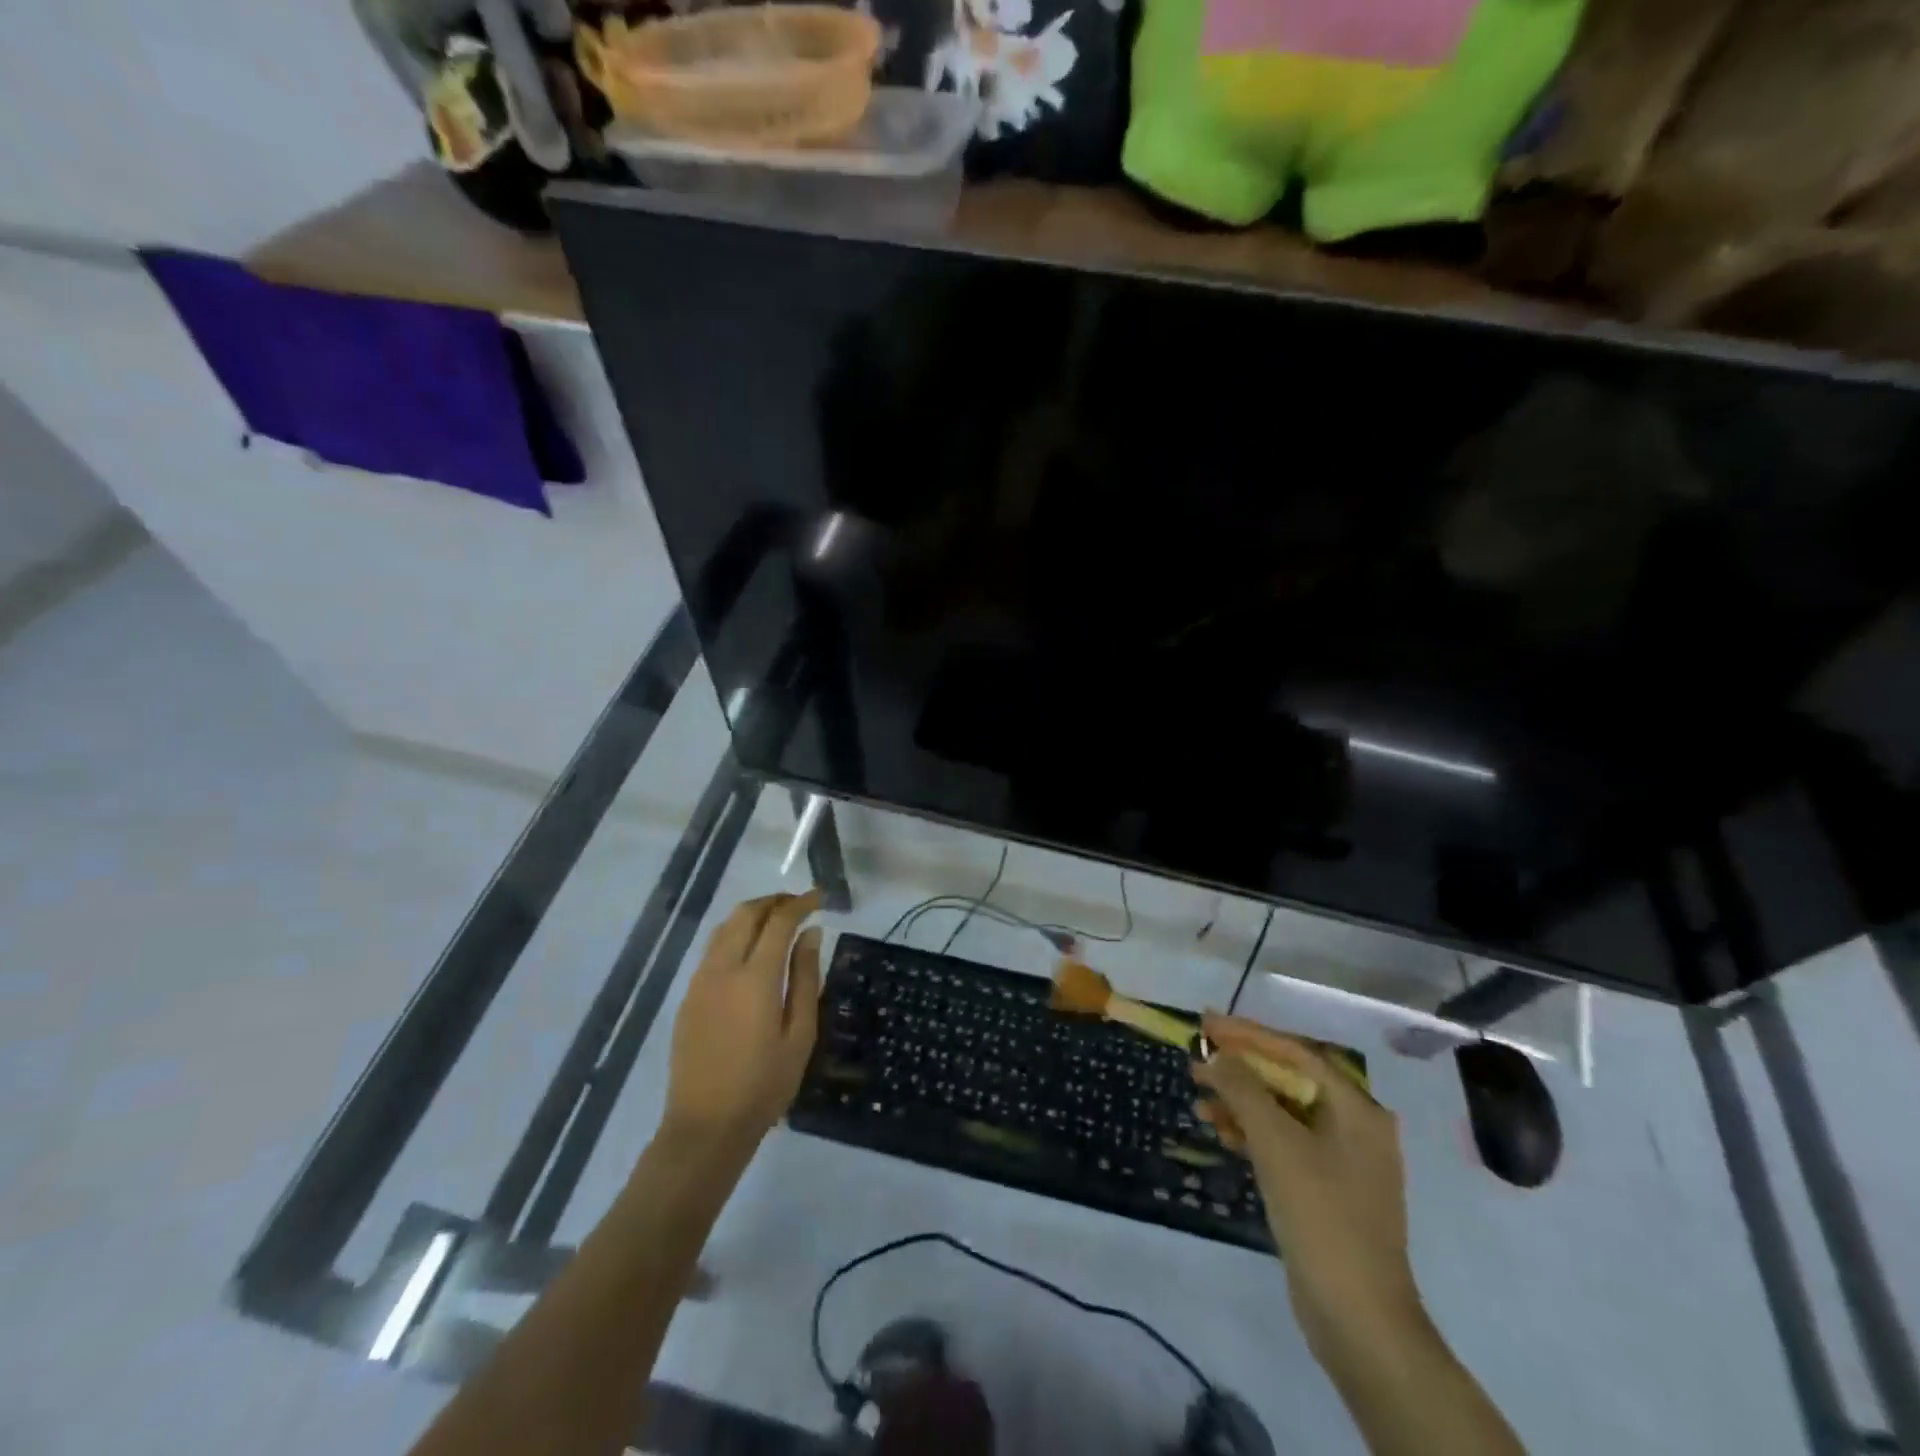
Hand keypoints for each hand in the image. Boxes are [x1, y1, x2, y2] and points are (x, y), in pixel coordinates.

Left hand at [659, 890, 823, 1164]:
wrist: (705, 1126)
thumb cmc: (764, 1084)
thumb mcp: (800, 1034)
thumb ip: (806, 978)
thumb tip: (811, 934)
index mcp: (756, 978)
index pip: (779, 921)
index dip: (801, 903)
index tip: (820, 897)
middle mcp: (723, 969)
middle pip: (746, 914)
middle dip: (774, 901)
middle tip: (800, 905)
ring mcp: (701, 981)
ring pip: (725, 927)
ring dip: (752, 914)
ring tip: (777, 922)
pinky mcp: (689, 996)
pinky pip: (713, 948)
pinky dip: (735, 934)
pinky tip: (752, 951)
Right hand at [1193, 1014, 1422, 1361]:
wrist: (1358, 1318)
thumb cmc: (1321, 1216)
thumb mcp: (1276, 1143)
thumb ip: (1243, 1089)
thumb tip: (1218, 1056)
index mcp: (1356, 1108)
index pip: (1295, 1052)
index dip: (1248, 1034)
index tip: (1206, 1024)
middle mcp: (1355, 1125)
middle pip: (1289, 1079)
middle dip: (1240, 1068)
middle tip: (1197, 1056)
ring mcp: (1342, 1159)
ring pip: (1282, 1112)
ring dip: (1241, 1100)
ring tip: (1198, 1096)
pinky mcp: (1326, 1188)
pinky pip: (1284, 1142)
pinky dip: (1252, 1132)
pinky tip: (1219, 1130)